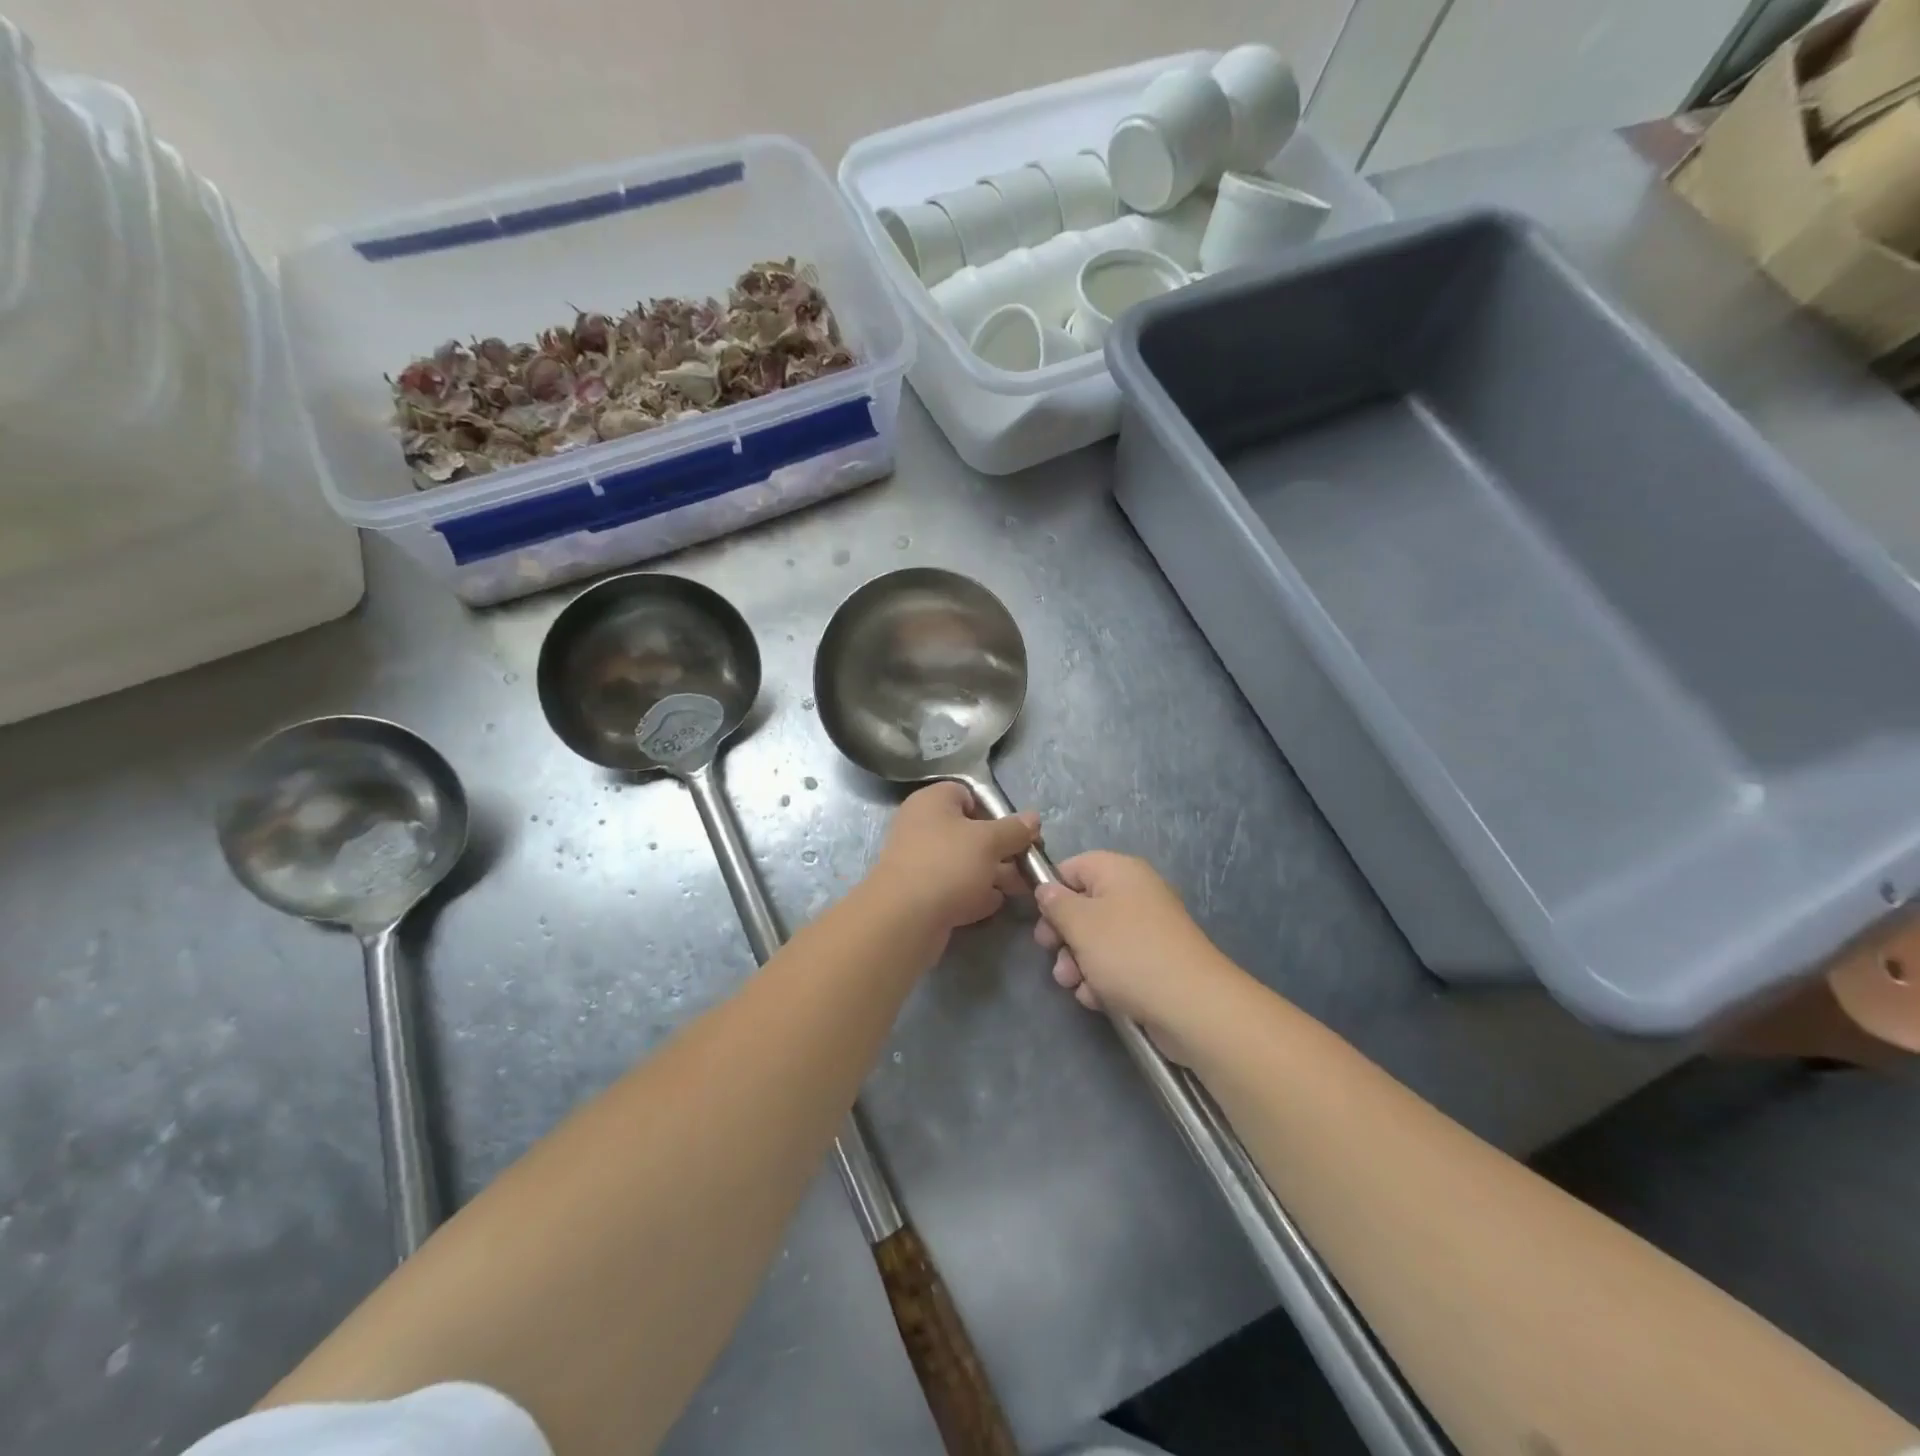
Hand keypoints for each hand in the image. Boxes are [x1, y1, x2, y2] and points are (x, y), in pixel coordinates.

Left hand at [870, 783, 1039, 942]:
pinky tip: (993, 904)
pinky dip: (974, 894)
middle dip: (1001, 849)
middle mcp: (922, 827)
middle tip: (1027, 864)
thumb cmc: (948, 864)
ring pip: (965, 863)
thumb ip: (1014, 829)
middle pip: (970, 832)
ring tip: (1020, 888)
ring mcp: (920, 862)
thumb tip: (1034, 818)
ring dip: (992, 874)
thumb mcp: (989, 841)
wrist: (904, 918)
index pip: (967, 794)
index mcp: (932, 802)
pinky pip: (954, 888)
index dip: (994, 810)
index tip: (1018, 831)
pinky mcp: (921, 894)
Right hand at [1033, 852, 1246, 1052]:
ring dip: (1078, 962)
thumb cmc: (1129, 953)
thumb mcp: (1081, 924)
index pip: (1073, 867)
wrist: (1191, 1005)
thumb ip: (1056, 903)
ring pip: (1098, 939)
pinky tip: (1097, 999)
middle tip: (1053, 955)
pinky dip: (1103, 979)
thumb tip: (1047, 890)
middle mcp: (1136, 893)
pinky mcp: (1155, 962)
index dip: (1051, 891)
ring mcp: (1148, 929)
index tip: (1039, 919)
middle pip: (1084, 906)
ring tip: (1074, 985)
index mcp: (1120, 871)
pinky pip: (1118, 963)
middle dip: (1063, 935)